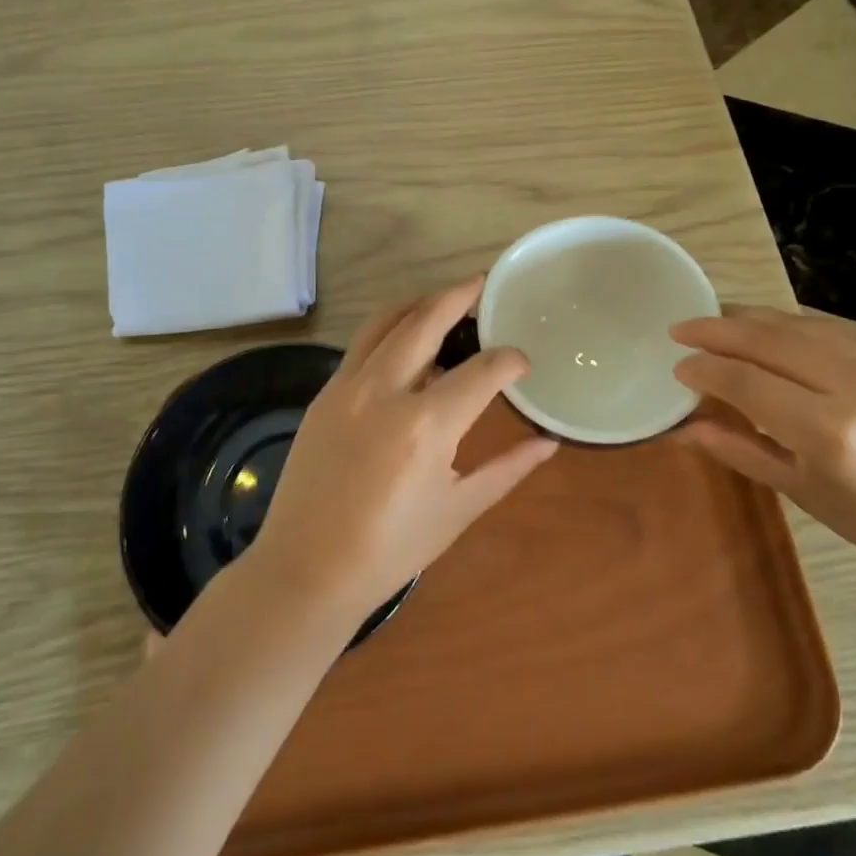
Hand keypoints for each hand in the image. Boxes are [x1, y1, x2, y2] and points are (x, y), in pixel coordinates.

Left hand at [247, 277, 560, 625]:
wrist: (306, 571)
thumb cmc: (390, 549)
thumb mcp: (458, 510)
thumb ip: (507, 468)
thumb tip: (549, 442)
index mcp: (426, 425)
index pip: (483, 370)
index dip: (511, 361)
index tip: (522, 364)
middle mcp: (384, 391)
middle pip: (426, 320)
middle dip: (459, 296)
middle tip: (481, 285)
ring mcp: (347, 387)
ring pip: (385, 322)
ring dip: (419, 303)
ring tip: (443, 300)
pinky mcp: (323, 395)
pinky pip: (361, 346)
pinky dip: (389, 330)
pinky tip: (405, 343)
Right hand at [672, 309, 855, 596]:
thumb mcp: (803, 493)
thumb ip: (740, 450)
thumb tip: (685, 426)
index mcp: (830, 432)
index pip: (748, 382)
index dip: (706, 370)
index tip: (677, 365)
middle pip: (769, 341)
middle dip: (717, 330)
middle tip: (681, 328)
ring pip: (797, 324)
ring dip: (750, 319)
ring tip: (714, 320)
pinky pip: (829, 328)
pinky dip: (788, 325)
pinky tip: (766, 328)